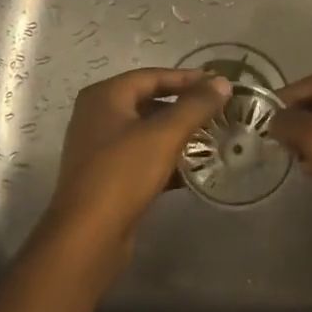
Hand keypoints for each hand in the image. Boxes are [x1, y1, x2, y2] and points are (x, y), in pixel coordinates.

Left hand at [49, 68, 232, 245]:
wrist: (88, 236)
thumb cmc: (123, 174)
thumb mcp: (164, 135)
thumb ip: (195, 106)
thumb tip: (222, 82)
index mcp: (105, 96)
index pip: (152, 76)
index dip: (187, 78)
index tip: (219, 84)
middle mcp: (97, 115)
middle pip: (148, 102)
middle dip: (184, 107)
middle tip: (218, 111)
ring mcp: (100, 147)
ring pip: (146, 131)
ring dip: (177, 134)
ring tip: (212, 137)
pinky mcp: (107, 176)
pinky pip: (142, 157)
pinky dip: (166, 158)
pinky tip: (194, 169)